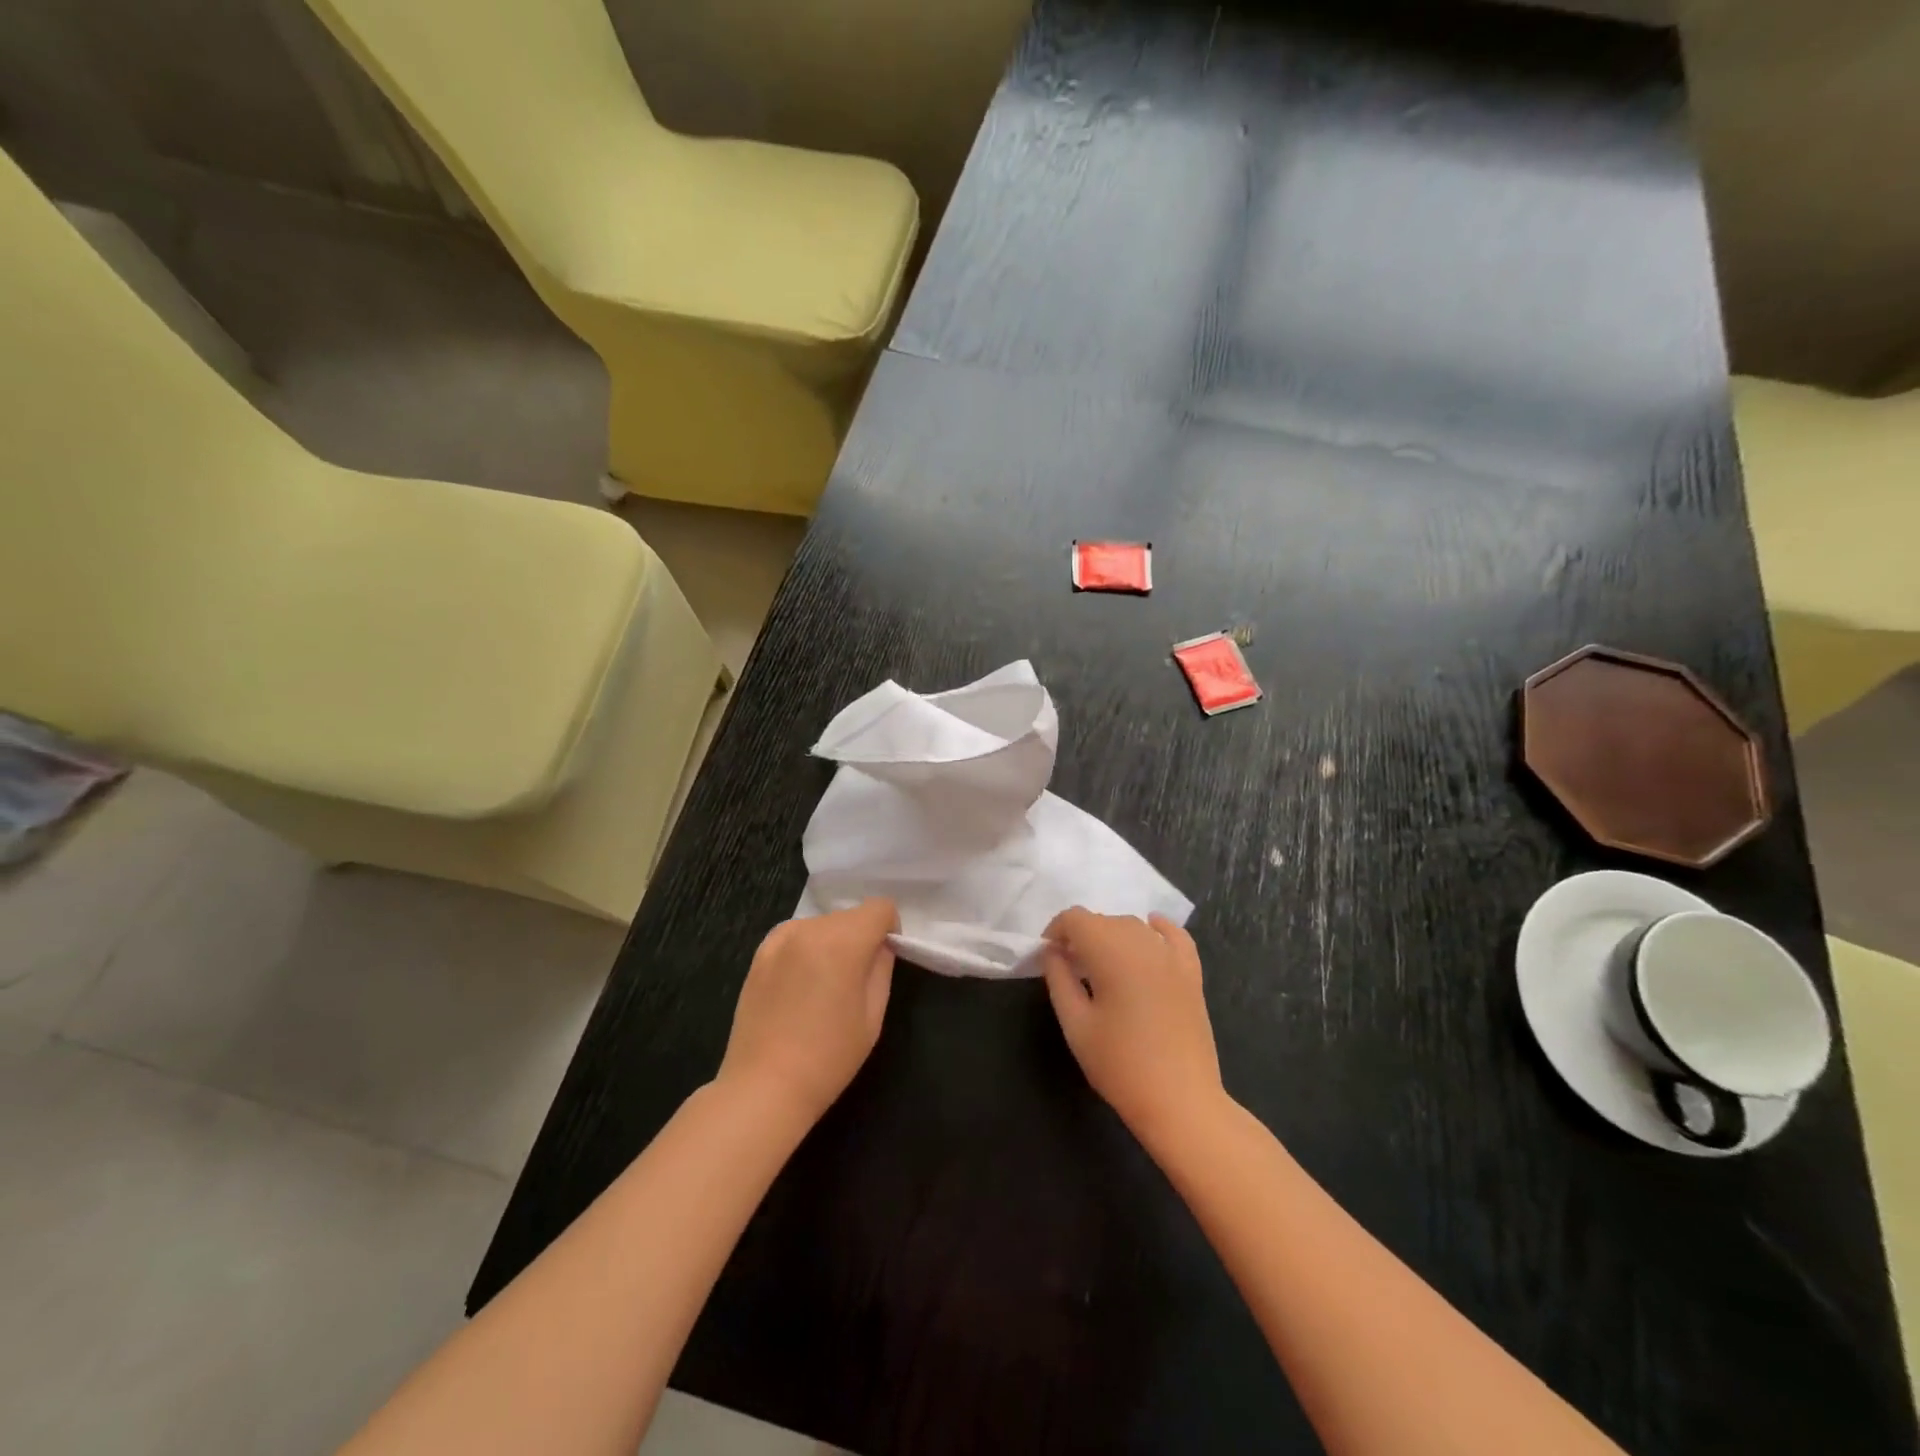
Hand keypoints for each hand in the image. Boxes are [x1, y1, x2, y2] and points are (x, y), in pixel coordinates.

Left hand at [718, 898, 897, 1123]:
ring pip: (823, 924)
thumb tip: (880, 946)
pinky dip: (806, 949)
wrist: (764, 1086)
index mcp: (843, 941)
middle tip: (854, 981)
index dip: (889, 929)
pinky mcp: (759, 953)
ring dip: (832, 942)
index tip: (883, 960)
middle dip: (860, 937)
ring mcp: (780, 938)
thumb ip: (881, 968)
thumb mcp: (873, 1016)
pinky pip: (796, 936)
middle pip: (850, 915)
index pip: (880, 907)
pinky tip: (799, 986)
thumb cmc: (828, 1057)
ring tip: (823, 986)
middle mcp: (810, 928)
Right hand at [1042, 909, 1223, 1144]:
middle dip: (1081, 936)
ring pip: (1133, 926)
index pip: (1076, 919)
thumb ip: (1059, 979)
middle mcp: (1143, 943)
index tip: (1047, 957)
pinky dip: (1158, 929)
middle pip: (1104, 920)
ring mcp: (1172, 957)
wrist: (1180, 1101)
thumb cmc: (1120, 1065)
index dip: (1056, 931)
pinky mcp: (1192, 973)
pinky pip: (1174, 936)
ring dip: (1111, 935)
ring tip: (1101, 966)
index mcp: (1111, 952)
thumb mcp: (1075, 1025)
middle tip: (1069, 967)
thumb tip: (1053, 952)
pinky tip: (1149, 931)